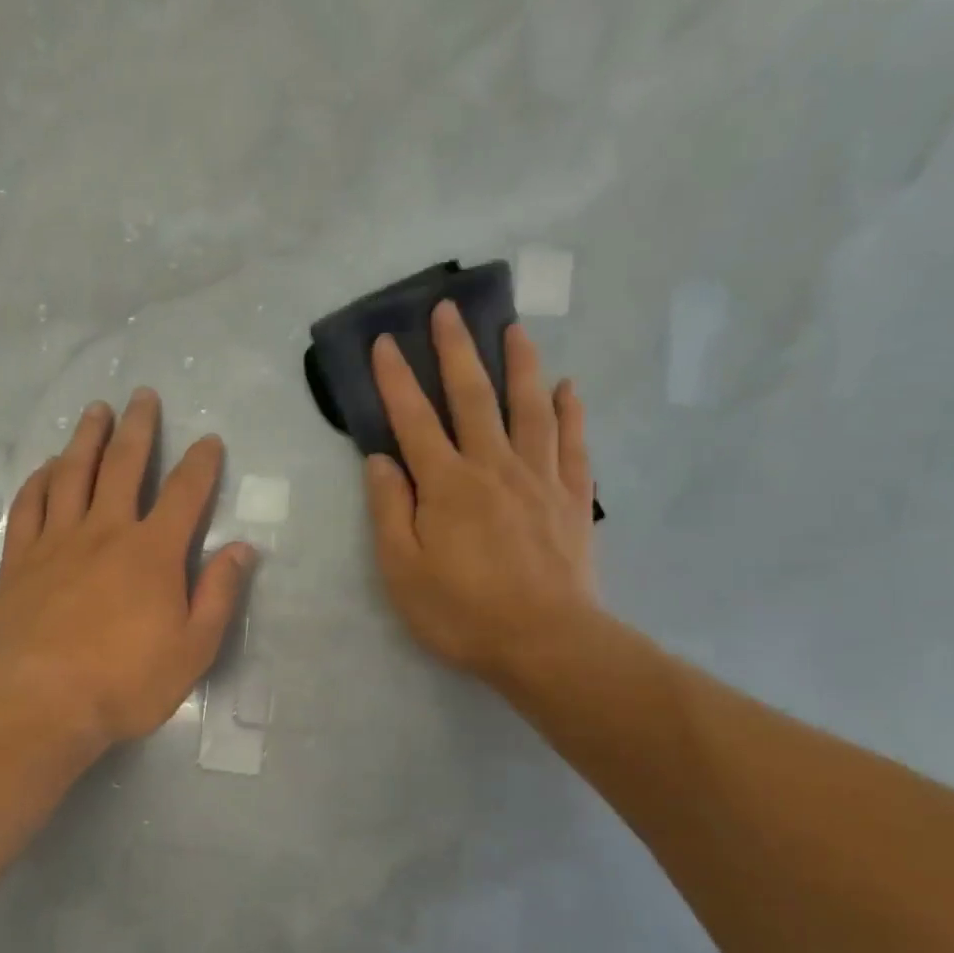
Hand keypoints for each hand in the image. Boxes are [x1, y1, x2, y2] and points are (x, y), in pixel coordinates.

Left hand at [0, 388, 254, 751]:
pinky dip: (40, 480)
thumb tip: (241, 549)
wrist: (40, 701)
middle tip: (142, 395)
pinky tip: (47, 467)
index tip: (208, 441)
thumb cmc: (125, 681)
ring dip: (86, 438)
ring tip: (95, 411)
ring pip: (72, 473)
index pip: (185, 493)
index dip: (200, 463)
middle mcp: (106, 531)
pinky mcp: (21, 558)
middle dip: (138, 427)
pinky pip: (30, 505)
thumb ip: (219, 594)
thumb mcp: (193, 648)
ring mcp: (58, 540)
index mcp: (153, 552)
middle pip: (123, 464)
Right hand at [364, 300, 599, 686]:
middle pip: (473, 397)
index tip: (386, 342)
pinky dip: (570, 411)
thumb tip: (380, 459)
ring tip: (514, 328)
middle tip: (449, 309)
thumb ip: (390, 510)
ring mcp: (539, 478)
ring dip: (520, 364)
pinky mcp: (571, 498)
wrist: (546, 643)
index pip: (413, 419)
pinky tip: (568, 388)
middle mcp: (493, 466)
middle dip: (456, 350)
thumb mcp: (402, 570)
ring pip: (529, 407)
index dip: (396, 379)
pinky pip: (572, 443)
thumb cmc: (462, 612)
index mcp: (446, 485)